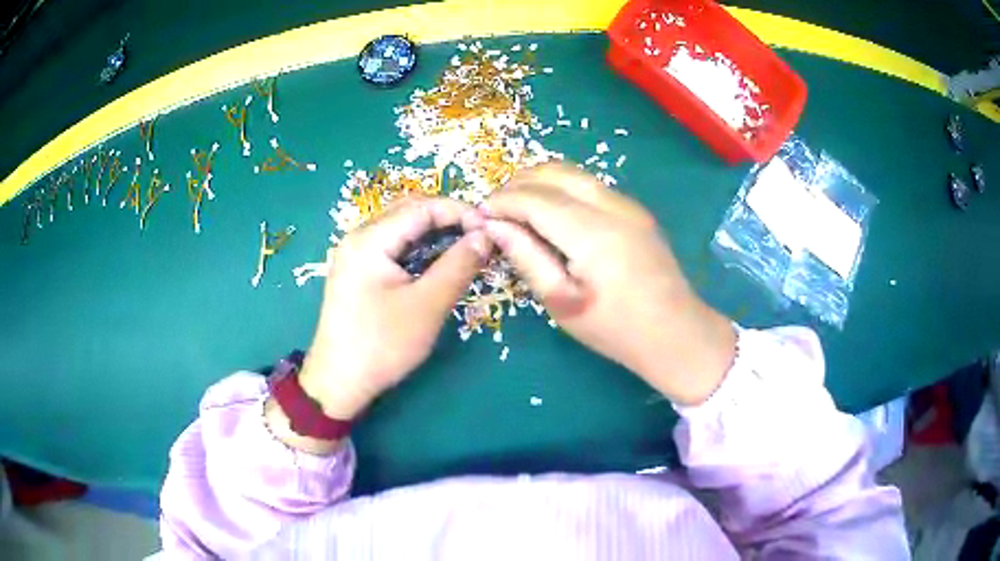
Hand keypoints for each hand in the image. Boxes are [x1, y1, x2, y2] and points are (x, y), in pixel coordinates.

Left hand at [299, 196, 490, 420]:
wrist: (338, 383)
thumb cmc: (381, 345)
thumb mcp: (426, 306)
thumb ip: (458, 265)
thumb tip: (486, 236)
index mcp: (370, 239)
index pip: (422, 207)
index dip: (460, 212)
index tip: (491, 228)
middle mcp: (359, 237)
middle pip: (410, 211)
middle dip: (449, 218)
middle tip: (481, 237)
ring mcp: (356, 254)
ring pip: (402, 229)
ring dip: (435, 233)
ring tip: (467, 247)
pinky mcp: (358, 271)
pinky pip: (394, 247)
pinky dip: (420, 249)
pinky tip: (439, 262)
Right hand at [482, 164, 735, 404]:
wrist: (676, 332)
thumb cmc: (616, 329)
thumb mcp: (562, 302)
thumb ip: (527, 258)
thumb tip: (494, 227)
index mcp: (592, 233)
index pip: (535, 199)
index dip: (502, 202)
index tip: (479, 215)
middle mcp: (612, 207)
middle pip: (554, 173)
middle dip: (517, 183)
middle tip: (495, 208)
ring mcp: (629, 205)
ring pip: (574, 173)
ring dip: (540, 181)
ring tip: (517, 206)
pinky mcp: (636, 210)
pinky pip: (590, 185)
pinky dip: (562, 188)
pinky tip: (551, 211)